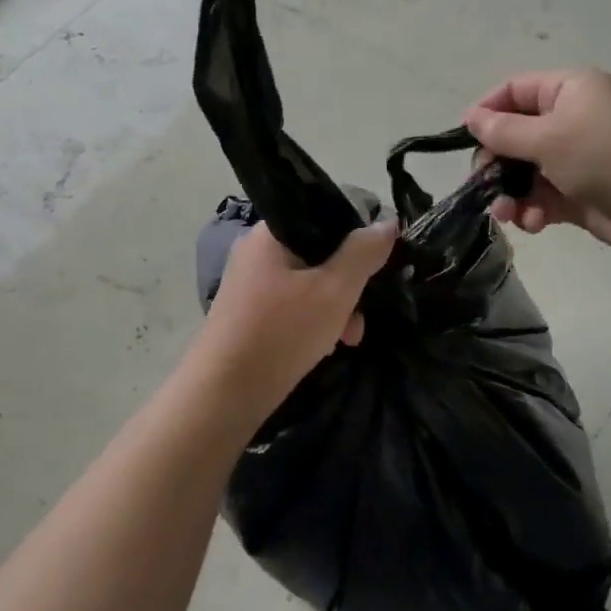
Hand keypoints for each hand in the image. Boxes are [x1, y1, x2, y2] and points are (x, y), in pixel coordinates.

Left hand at [189, 220, 397, 414]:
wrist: (223, 393)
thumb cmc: (281, 332)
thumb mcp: (334, 290)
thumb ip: (363, 253)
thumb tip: (387, 223)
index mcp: (270, 234)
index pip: (323, 217)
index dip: (356, 237)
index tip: (375, 266)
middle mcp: (256, 252)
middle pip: (319, 254)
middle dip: (348, 285)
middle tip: (360, 316)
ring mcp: (249, 284)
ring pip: (308, 284)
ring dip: (334, 308)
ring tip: (348, 340)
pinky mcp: (248, 314)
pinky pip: (291, 305)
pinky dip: (312, 321)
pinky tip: (323, 347)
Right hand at [464, 68, 610, 263]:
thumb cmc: (607, 157)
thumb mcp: (549, 138)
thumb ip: (504, 131)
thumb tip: (470, 117)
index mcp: (568, 90)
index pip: (514, 91)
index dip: (486, 111)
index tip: (464, 139)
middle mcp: (571, 119)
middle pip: (515, 135)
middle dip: (496, 163)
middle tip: (482, 185)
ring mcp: (576, 158)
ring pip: (525, 172)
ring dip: (511, 193)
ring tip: (507, 214)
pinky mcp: (580, 193)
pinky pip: (543, 197)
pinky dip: (534, 209)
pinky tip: (534, 224)